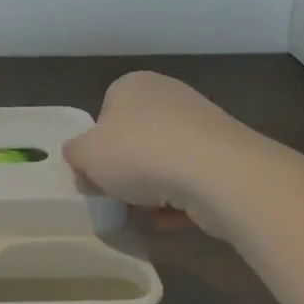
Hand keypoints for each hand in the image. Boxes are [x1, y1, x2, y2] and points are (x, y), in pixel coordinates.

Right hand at [63, 71, 263, 234]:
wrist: (218, 174)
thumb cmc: (140, 152)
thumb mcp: (87, 155)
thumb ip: (75, 154)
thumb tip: (79, 158)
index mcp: (133, 84)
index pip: (106, 112)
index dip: (97, 145)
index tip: (96, 173)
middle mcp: (168, 96)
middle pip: (136, 137)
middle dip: (127, 169)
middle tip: (118, 194)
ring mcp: (202, 124)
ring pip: (165, 160)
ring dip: (154, 188)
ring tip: (146, 212)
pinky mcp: (227, 156)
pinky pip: (193, 180)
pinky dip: (181, 200)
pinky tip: (173, 219)